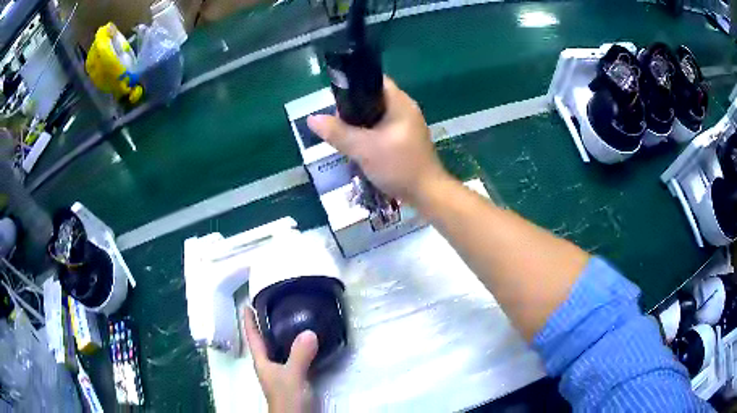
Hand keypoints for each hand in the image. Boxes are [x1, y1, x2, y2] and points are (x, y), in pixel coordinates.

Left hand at [242, 307, 318, 412]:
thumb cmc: (287, 398)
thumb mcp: (292, 376)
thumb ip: (299, 355)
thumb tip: (309, 332)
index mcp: (263, 362)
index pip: (253, 338)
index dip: (249, 322)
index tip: (246, 305)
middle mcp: (270, 365)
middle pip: (265, 341)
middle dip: (266, 325)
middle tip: (273, 306)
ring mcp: (282, 373)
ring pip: (279, 349)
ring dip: (283, 335)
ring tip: (292, 319)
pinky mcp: (295, 378)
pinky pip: (294, 356)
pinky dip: (298, 347)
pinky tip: (309, 343)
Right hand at [307, 77, 450, 205]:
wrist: (427, 194)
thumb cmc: (399, 166)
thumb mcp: (364, 149)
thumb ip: (338, 133)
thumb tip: (312, 119)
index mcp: (400, 102)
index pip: (374, 80)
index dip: (353, 85)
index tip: (335, 99)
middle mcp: (405, 109)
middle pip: (373, 98)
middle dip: (352, 108)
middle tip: (335, 123)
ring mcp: (406, 125)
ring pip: (376, 116)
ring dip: (359, 124)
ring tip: (342, 135)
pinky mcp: (404, 140)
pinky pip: (381, 129)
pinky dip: (368, 134)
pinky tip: (357, 146)